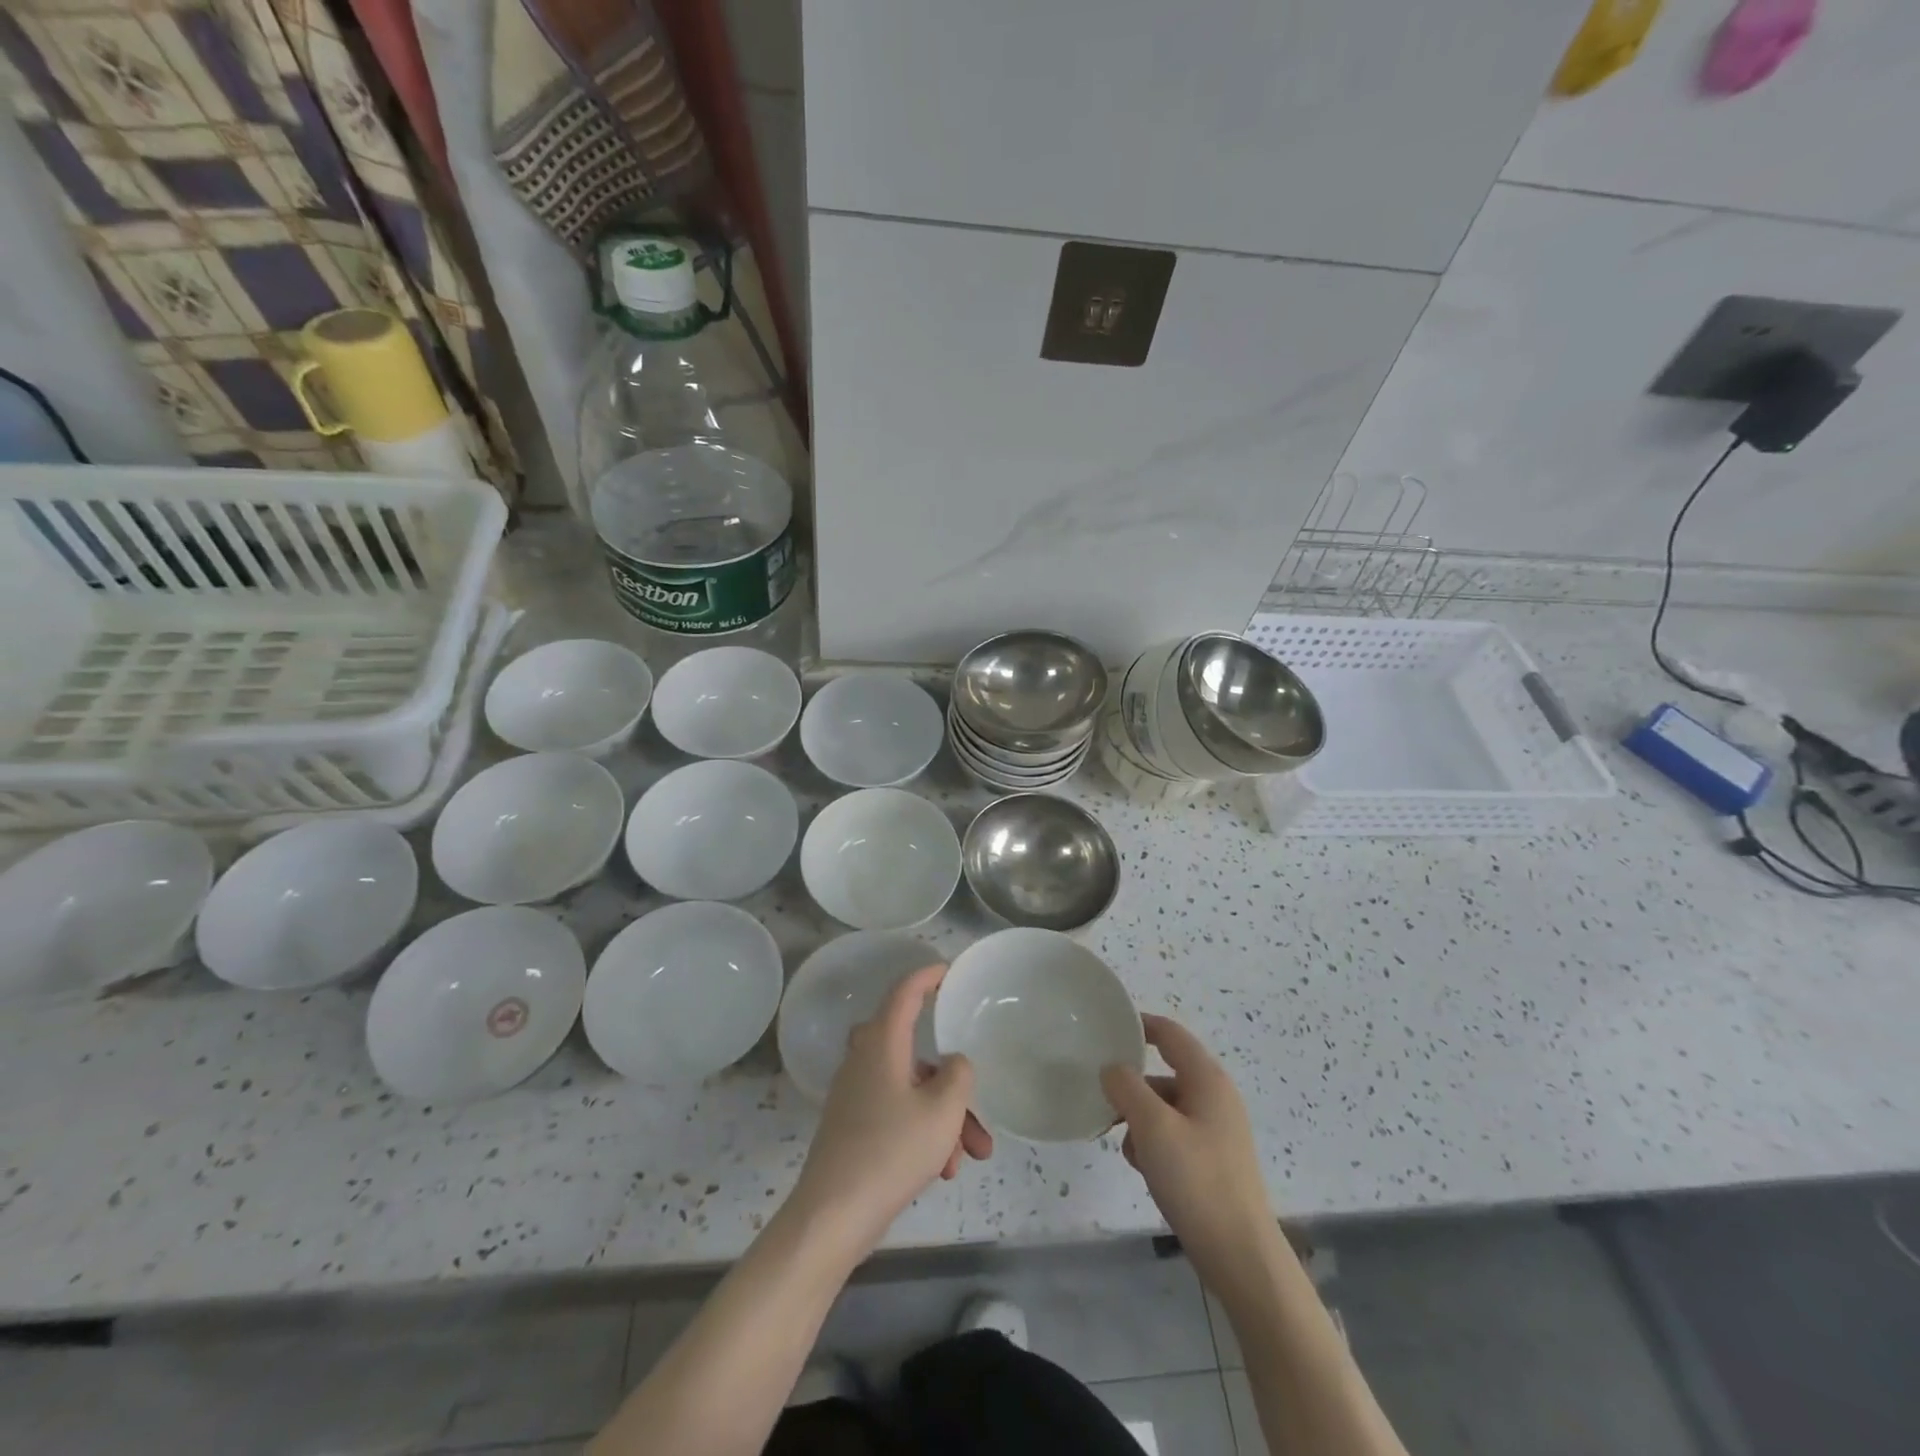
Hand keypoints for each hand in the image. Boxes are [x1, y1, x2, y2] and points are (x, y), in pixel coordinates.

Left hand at [788, 964, 992, 1258]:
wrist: (834, 1214)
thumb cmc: (892, 1149)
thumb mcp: (942, 1109)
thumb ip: (958, 1074)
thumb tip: (953, 1063)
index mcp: (882, 1043)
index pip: (904, 992)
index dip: (927, 976)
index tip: (948, 971)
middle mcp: (865, 1060)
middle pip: (916, 1053)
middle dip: (953, 1082)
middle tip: (978, 1106)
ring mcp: (856, 1095)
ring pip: (913, 1091)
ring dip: (945, 1118)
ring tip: (970, 1157)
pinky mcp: (854, 1127)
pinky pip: (898, 1116)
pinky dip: (924, 1133)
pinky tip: (943, 1171)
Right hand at [1101, 1014, 1277, 1289]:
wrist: (1240, 1256)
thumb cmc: (1197, 1181)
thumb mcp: (1152, 1127)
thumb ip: (1126, 1087)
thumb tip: (1112, 1068)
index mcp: (1206, 1078)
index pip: (1169, 1033)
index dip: (1138, 1025)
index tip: (1104, 1027)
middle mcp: (1215, 1096)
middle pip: (1164, 1072)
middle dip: (1131, 1085)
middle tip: (1101, 1098)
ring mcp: (1216, 1130)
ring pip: (1165, 1106)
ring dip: (1139, 1119)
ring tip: (1124, 1145)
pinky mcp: (1212, 1159)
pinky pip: (1173, 1133)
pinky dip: (1153, 1142)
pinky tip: (1143, 1168)